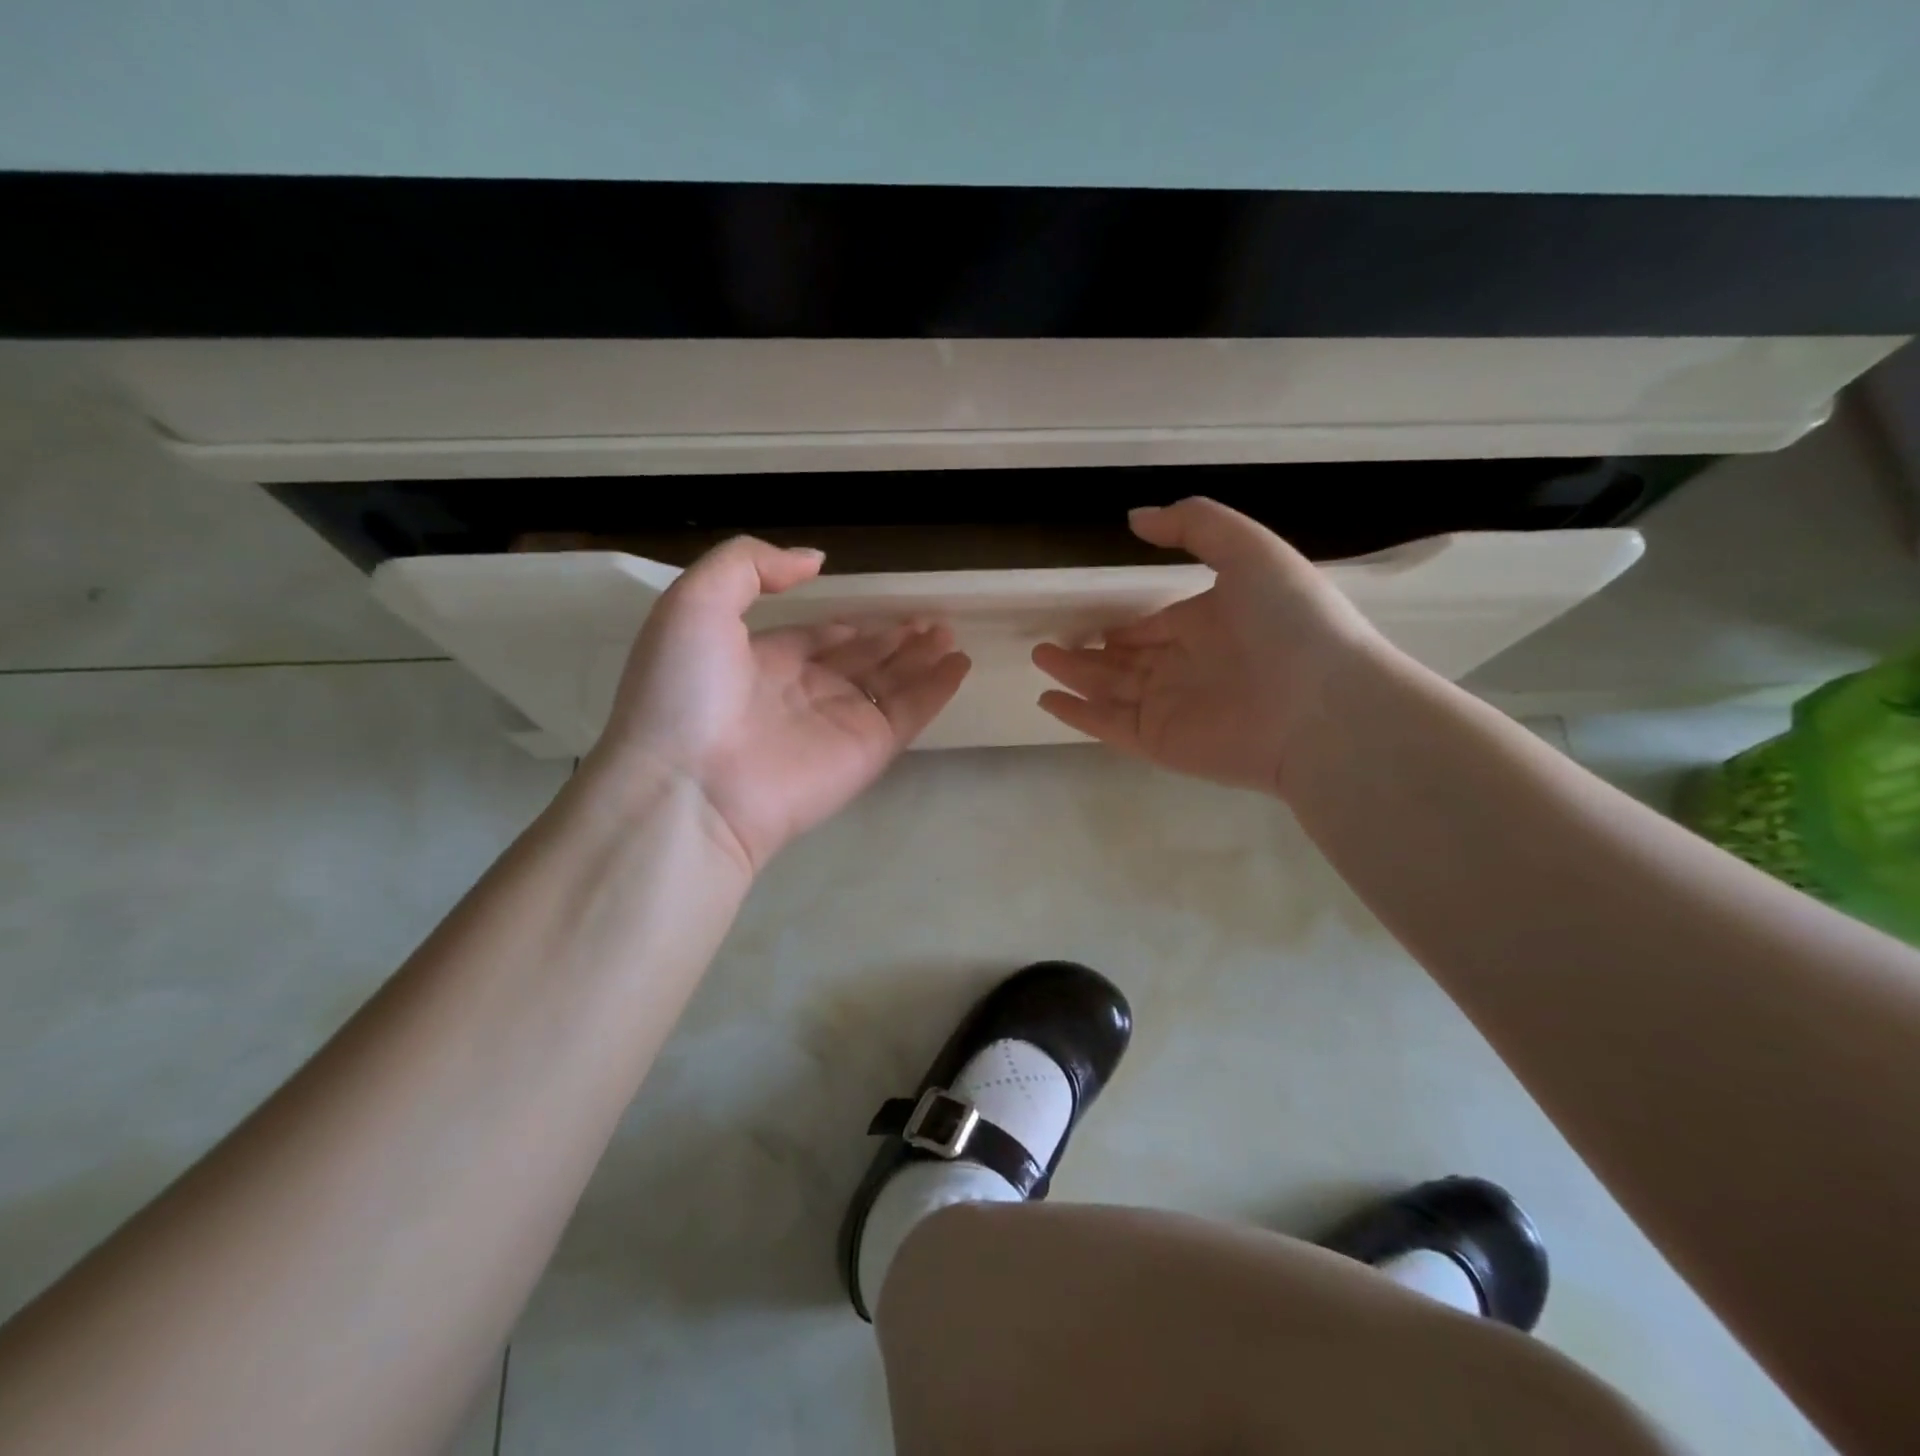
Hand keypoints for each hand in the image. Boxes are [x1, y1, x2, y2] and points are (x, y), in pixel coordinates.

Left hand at [588, 536, 970, 870]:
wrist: (692, 786)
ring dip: (919, 657)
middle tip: (929, 620)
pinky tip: (959, 664)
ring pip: (890, 683)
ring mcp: (839, 723)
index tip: (875, 613)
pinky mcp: (869, 750)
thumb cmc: (685, 689)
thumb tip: (815, 561)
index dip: (844, 626)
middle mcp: (802, 693)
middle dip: (891, 639)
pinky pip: (910, 711)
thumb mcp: (695, 602)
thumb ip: (751, 566)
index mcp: (760, 662)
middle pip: (859, 660)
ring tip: (948, 632)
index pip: (813, 640)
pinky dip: (937, 689)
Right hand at [1032, 498, 1388, 796]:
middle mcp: (1189, 667)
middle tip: (1050, 641)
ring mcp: (1172, 708)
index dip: (1126, 625)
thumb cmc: (1289, 622)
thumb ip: (1193, 525)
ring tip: (1039, 657)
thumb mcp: (1249, 549)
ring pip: (1111, 689)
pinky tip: (1047, 699)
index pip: (1156, 627)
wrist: (1322, 707)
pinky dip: (1077, 715)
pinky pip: (1109, 725)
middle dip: (1090, 652)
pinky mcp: (1159, 742)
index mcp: (1210, 625)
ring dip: (1074, 675)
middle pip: (1127, 660)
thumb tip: (1135, 518)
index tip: (1090, 619)